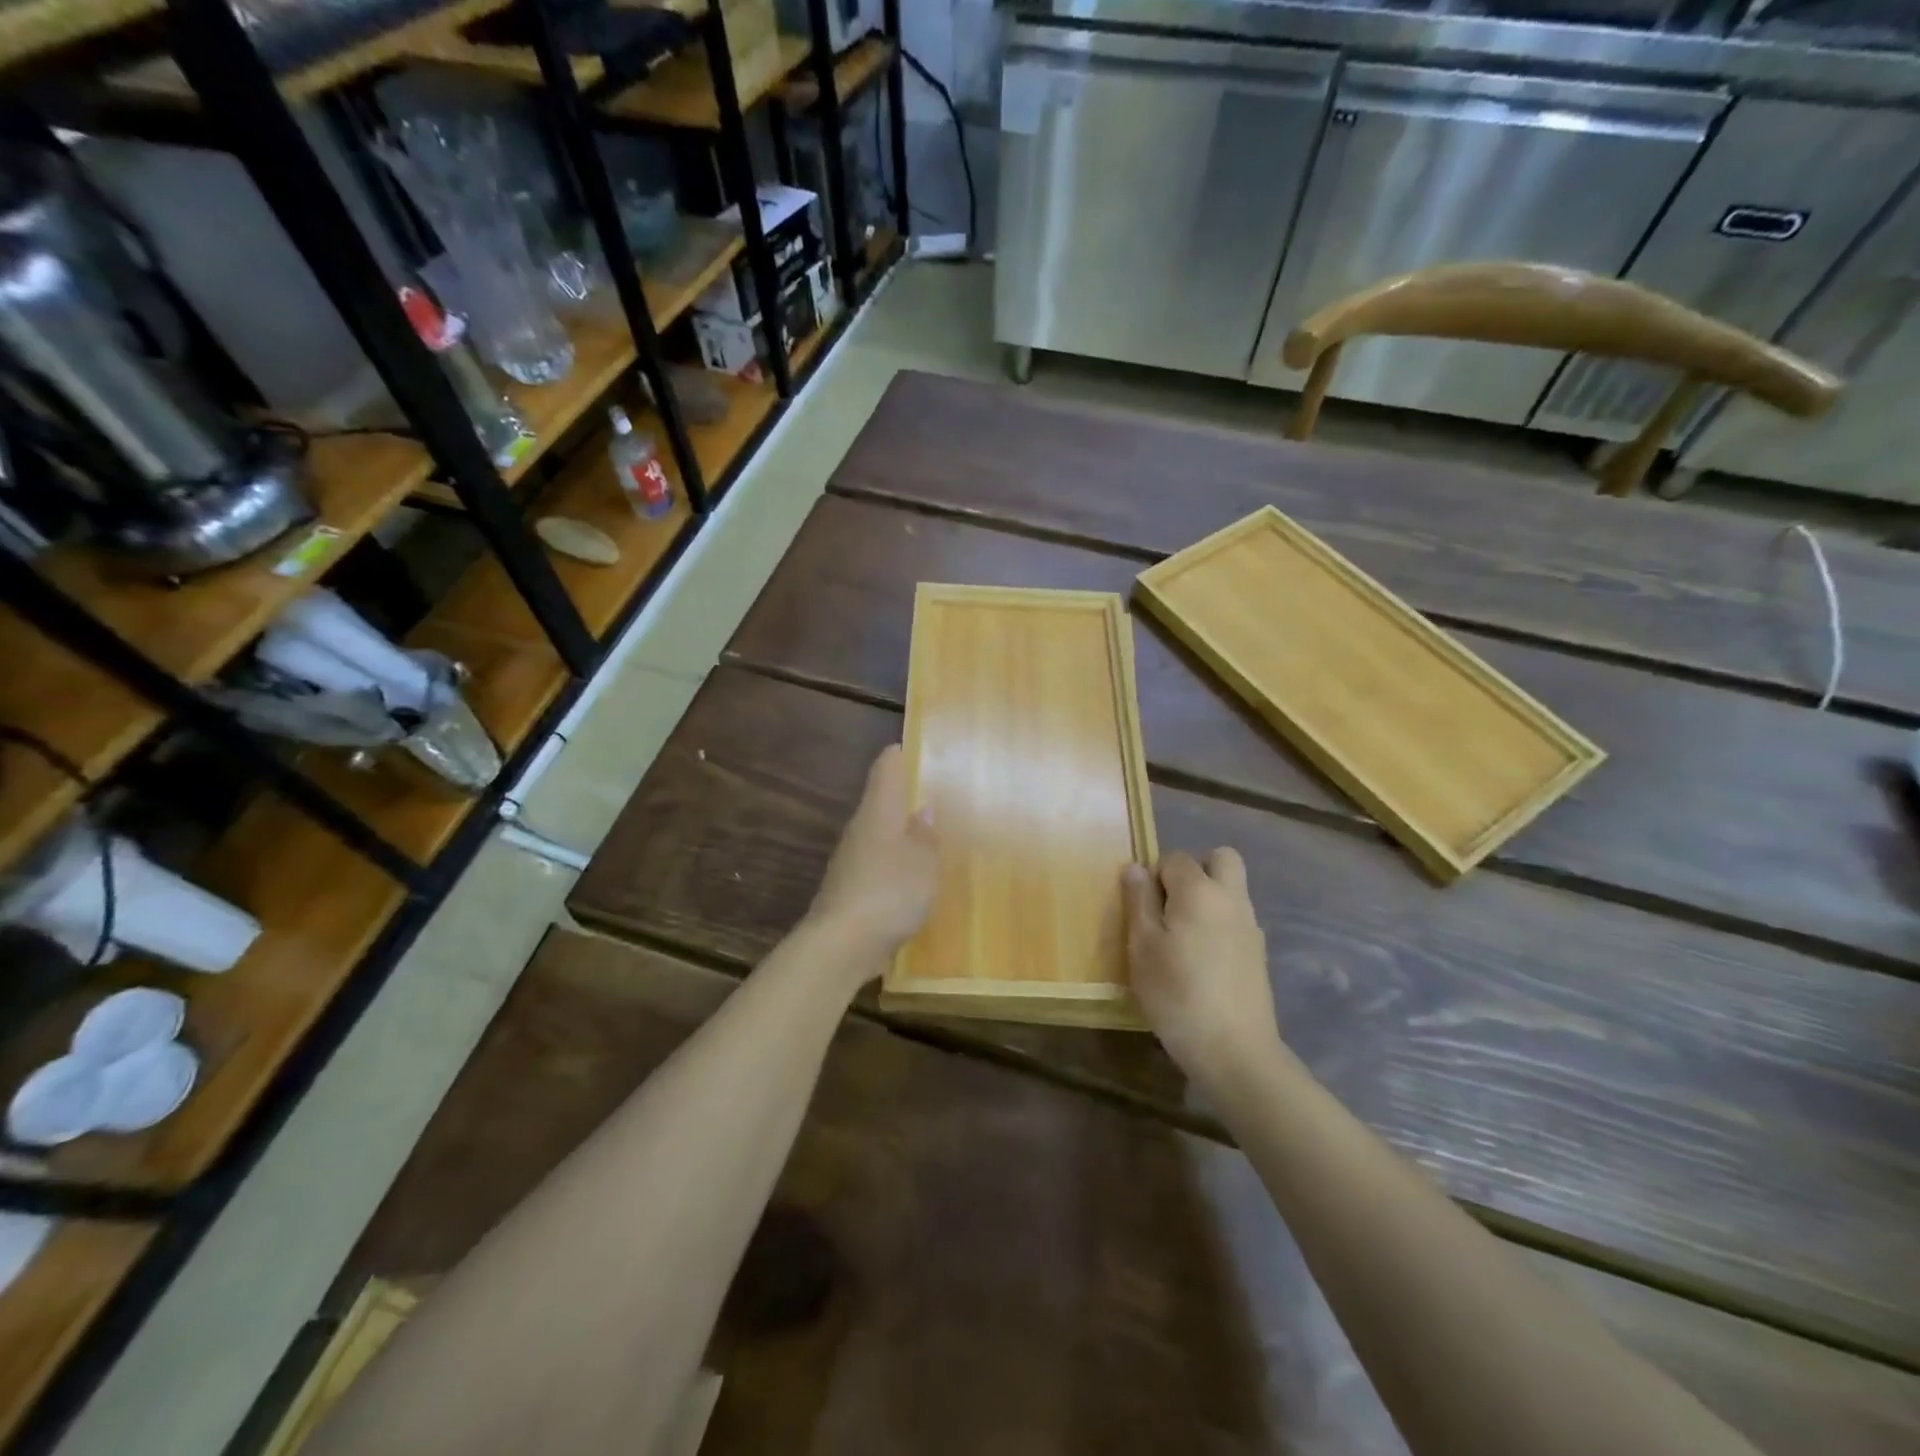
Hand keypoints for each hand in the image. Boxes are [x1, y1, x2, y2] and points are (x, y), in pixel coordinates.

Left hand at [807, 746, 938, 970]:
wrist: (840, 945)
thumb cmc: (889, 893)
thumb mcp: (924, 863)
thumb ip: (926, 834)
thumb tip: (924, 808)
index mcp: (878, 811)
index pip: (886, 766)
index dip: (903, 754)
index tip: (924, 751)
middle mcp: (860, 828)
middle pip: (882, 800)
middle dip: (908, 797)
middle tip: (942, 797)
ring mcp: (851, 859)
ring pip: (880, 833)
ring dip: (902, 833)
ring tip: (934, 838)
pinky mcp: (849, 888)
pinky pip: (877, 864)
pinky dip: (895, 864)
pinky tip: (914, 879)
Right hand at [1124, 849, 1278, 1091]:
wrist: (1235, 1051)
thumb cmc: (1177, 994)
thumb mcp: (1142, 947)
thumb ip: (1138, 901)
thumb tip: (1136, 868)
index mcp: (1199, 891)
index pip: (1175, 858)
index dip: (1155, 876)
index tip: (1143, 909)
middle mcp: (1231, 898)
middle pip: (1221, 859)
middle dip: (1195, 870)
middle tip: (1171, 905)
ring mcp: (1251, 926)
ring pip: (1231, 890)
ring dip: (1208, 898)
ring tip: (1182, 938)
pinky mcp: (1259, 954)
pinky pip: (1237, 919)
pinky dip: (1219, 924)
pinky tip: (1202, 961)